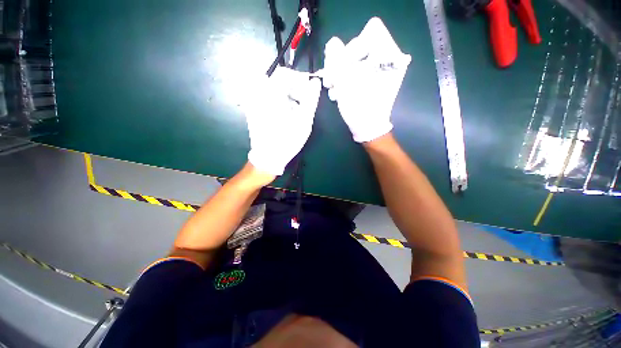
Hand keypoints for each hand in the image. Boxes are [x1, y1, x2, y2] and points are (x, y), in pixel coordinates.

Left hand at [244, 67, 321, 175]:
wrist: (268, 157)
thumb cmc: (287, 140)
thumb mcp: (304, 121)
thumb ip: (311, 99)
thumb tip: (315, 82)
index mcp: (270, 94)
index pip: (285, 74)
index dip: (300, 79)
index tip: (310, 90)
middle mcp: (258, 94)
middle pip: (279, 81)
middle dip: (295, 89)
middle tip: (305, 103)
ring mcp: (254, 102)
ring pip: (275, 90)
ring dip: (288, 96)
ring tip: (297, 111)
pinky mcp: (253, 109)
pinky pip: (268, 98)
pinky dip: (280, 102)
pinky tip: (287, 114)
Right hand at [321, 17, 410, 142]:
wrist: (368, 129)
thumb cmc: (359, 108)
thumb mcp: (345, 83)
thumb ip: (337, 59)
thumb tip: (333, 44)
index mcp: (388, 56)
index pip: (370, 32)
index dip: (352, 47)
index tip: (344, 67)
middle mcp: (389, 59)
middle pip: (361, 47)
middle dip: (342, 63)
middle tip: (332, 80)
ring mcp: (381, 70)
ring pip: (357, 60)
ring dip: (341, 72)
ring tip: (334, 88)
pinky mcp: (374, 79)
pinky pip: (359, 70)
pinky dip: (347, 78)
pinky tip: (340, 91)